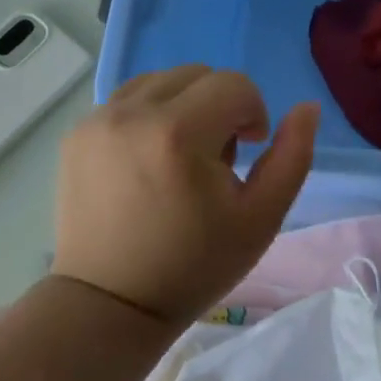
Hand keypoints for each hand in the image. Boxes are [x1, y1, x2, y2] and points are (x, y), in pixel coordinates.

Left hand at [53, 66, 317, 325]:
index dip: (253, 114)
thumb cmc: (194, 266)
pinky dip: (149, 115)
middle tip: (215, 160)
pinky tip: (149, 159)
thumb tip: (307, 107)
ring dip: (184, 106)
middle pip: (198, 75)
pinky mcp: (73, 131)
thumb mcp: (262, 218)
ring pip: (161, 81)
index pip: (235, 85)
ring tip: (180, 157)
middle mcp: (132, 113)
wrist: (110, 305)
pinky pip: (127, 99)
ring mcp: (96, 120)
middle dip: (220, 107)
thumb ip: (293, 156)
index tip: (247, 154)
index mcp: (178, 133)